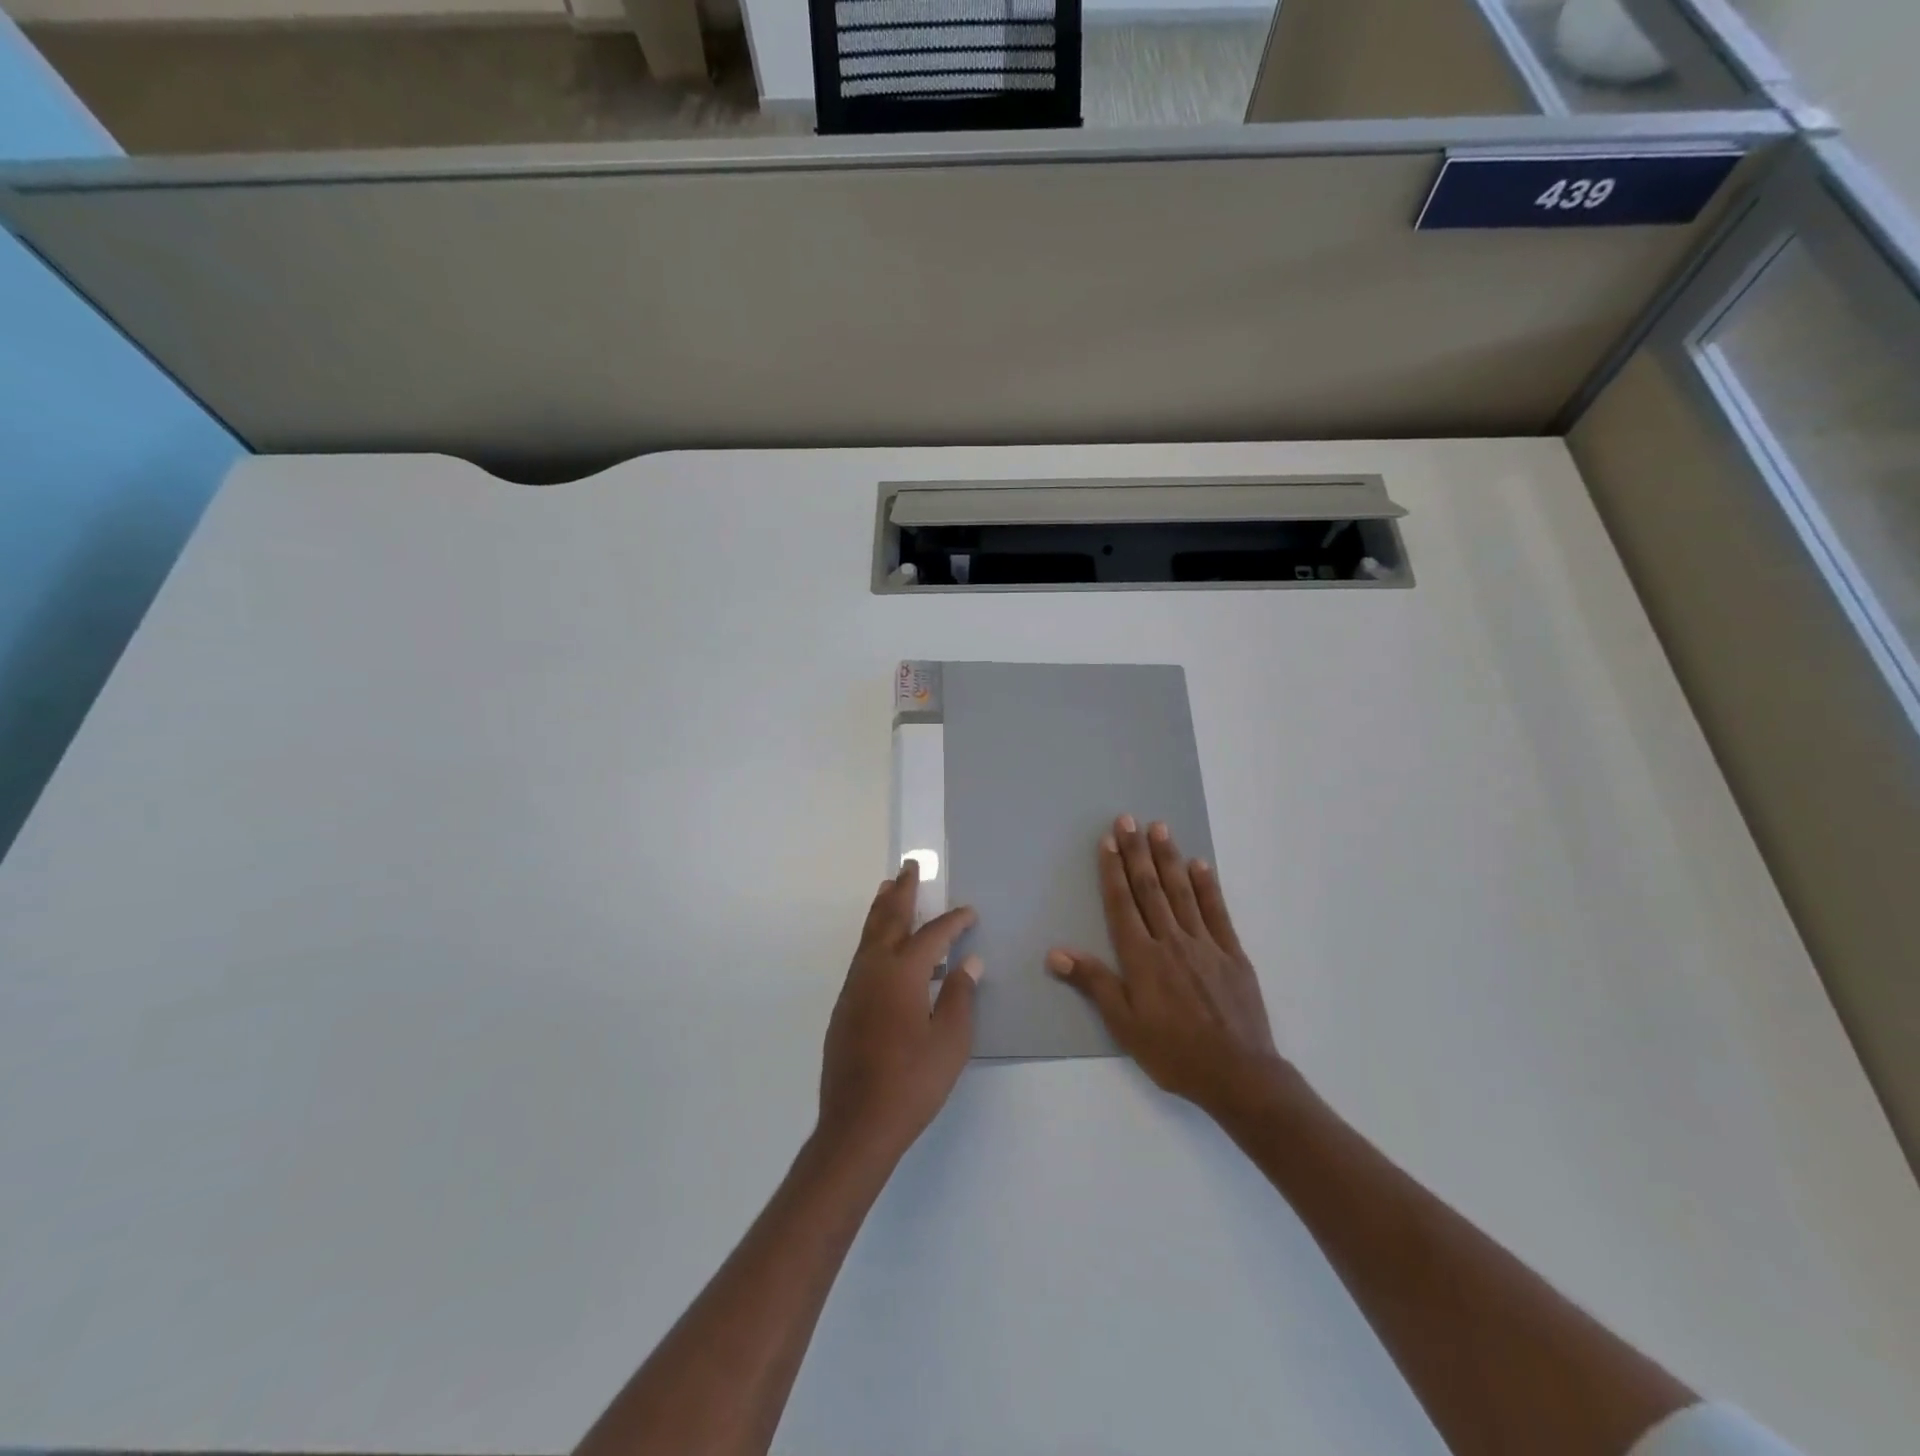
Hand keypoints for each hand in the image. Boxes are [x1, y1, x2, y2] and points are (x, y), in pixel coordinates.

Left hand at [818, 861, 980, 1163]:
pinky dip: (874, 938)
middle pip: (889, 919)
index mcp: (903, 973)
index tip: (970, 912)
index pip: (933, 935)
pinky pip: (862, 956)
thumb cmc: (912, 1082)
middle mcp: (873, 969)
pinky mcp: (844, 1006)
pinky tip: (883, 948)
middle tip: (910, 866)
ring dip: (882, 910)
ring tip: (890, 889)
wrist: (857, 1123)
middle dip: (902, 891)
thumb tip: (969, 963)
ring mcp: (854, 986)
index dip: (953, 921)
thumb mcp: (950, 1042)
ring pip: (869, 935)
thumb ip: (960, 997)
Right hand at [1048, 816, 1290, 1118]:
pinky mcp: (1233, 953)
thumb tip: (1056, 953)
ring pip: (1181, 891)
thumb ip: (1094, 983)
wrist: (1239, 1074)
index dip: (1113, 871)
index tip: (1108, 841)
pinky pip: (1217, 911)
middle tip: (1128, 820)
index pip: (1122, 904)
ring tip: (1159, 828)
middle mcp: (1171, 940)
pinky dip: (1207, 885)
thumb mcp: (1124, 1025)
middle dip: (1136, 852)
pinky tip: (1200, 864)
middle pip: (1150, 888)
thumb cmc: (1174, 1052)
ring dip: (1168, 858)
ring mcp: (1205, 943)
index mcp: (1141, 957)